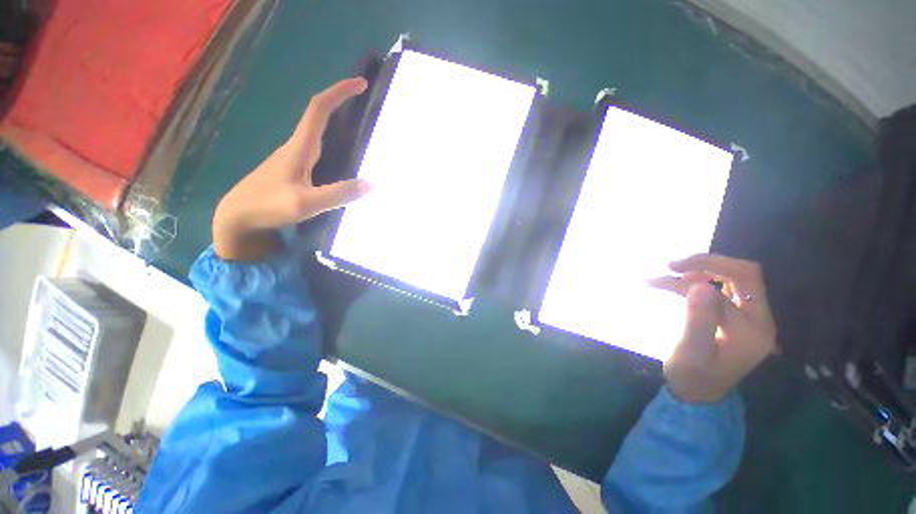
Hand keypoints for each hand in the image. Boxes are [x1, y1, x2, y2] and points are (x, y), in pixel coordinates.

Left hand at [213, 77, 370, 260]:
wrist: (237, 218)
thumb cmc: (268, 206)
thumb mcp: (306, 203)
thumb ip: (338, 194)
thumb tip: (370, 184)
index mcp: (299, 147)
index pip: (319, 110)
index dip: (339, 93)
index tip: (359, 83)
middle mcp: (296, 147)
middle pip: (318, 117)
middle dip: (341, 104)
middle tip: (365, 104)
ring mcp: (292, 159)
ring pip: (317, 133)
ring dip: (337, 123)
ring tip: (359, 129)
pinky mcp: (292, 170)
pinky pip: (317, 149)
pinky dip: (332, 143)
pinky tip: (342, 158)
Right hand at [648, 254, 776, 402]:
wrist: (700, 393)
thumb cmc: (691, 376)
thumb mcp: (689, 353)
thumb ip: (698, 321)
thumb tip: (702, 285)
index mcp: (751, 332)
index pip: (721, 293)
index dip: (687, 284)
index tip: (655, 280)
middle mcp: (760, 320)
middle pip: (745, 275)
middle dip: (707, 263)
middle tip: (671, 264)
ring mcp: (754, 317)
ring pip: (740, 276)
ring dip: (708, 267)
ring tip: (676, 269)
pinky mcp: (743, 315)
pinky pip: (732, 285)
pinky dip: (710, 275)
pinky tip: (689, 279)